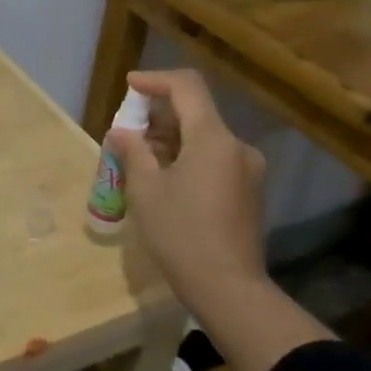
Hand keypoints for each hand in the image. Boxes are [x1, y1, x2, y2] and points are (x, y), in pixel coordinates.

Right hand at [104, 69, 268, 312]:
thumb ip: (133, 152)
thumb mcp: (146, 191)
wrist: (229, 290)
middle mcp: (237, 147)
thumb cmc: (181, 235)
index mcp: (213, 139)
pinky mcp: (249, 192)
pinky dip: (188, 157)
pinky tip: (165, 179)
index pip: (187, 87)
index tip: (130, 86)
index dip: (155, 80)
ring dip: (172, 139)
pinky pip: (215, 159)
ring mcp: (247, 171)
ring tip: (140, 158)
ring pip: (205, 138)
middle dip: (158, 115)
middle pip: (196, 112)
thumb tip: (121, 132)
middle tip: (127, 132)